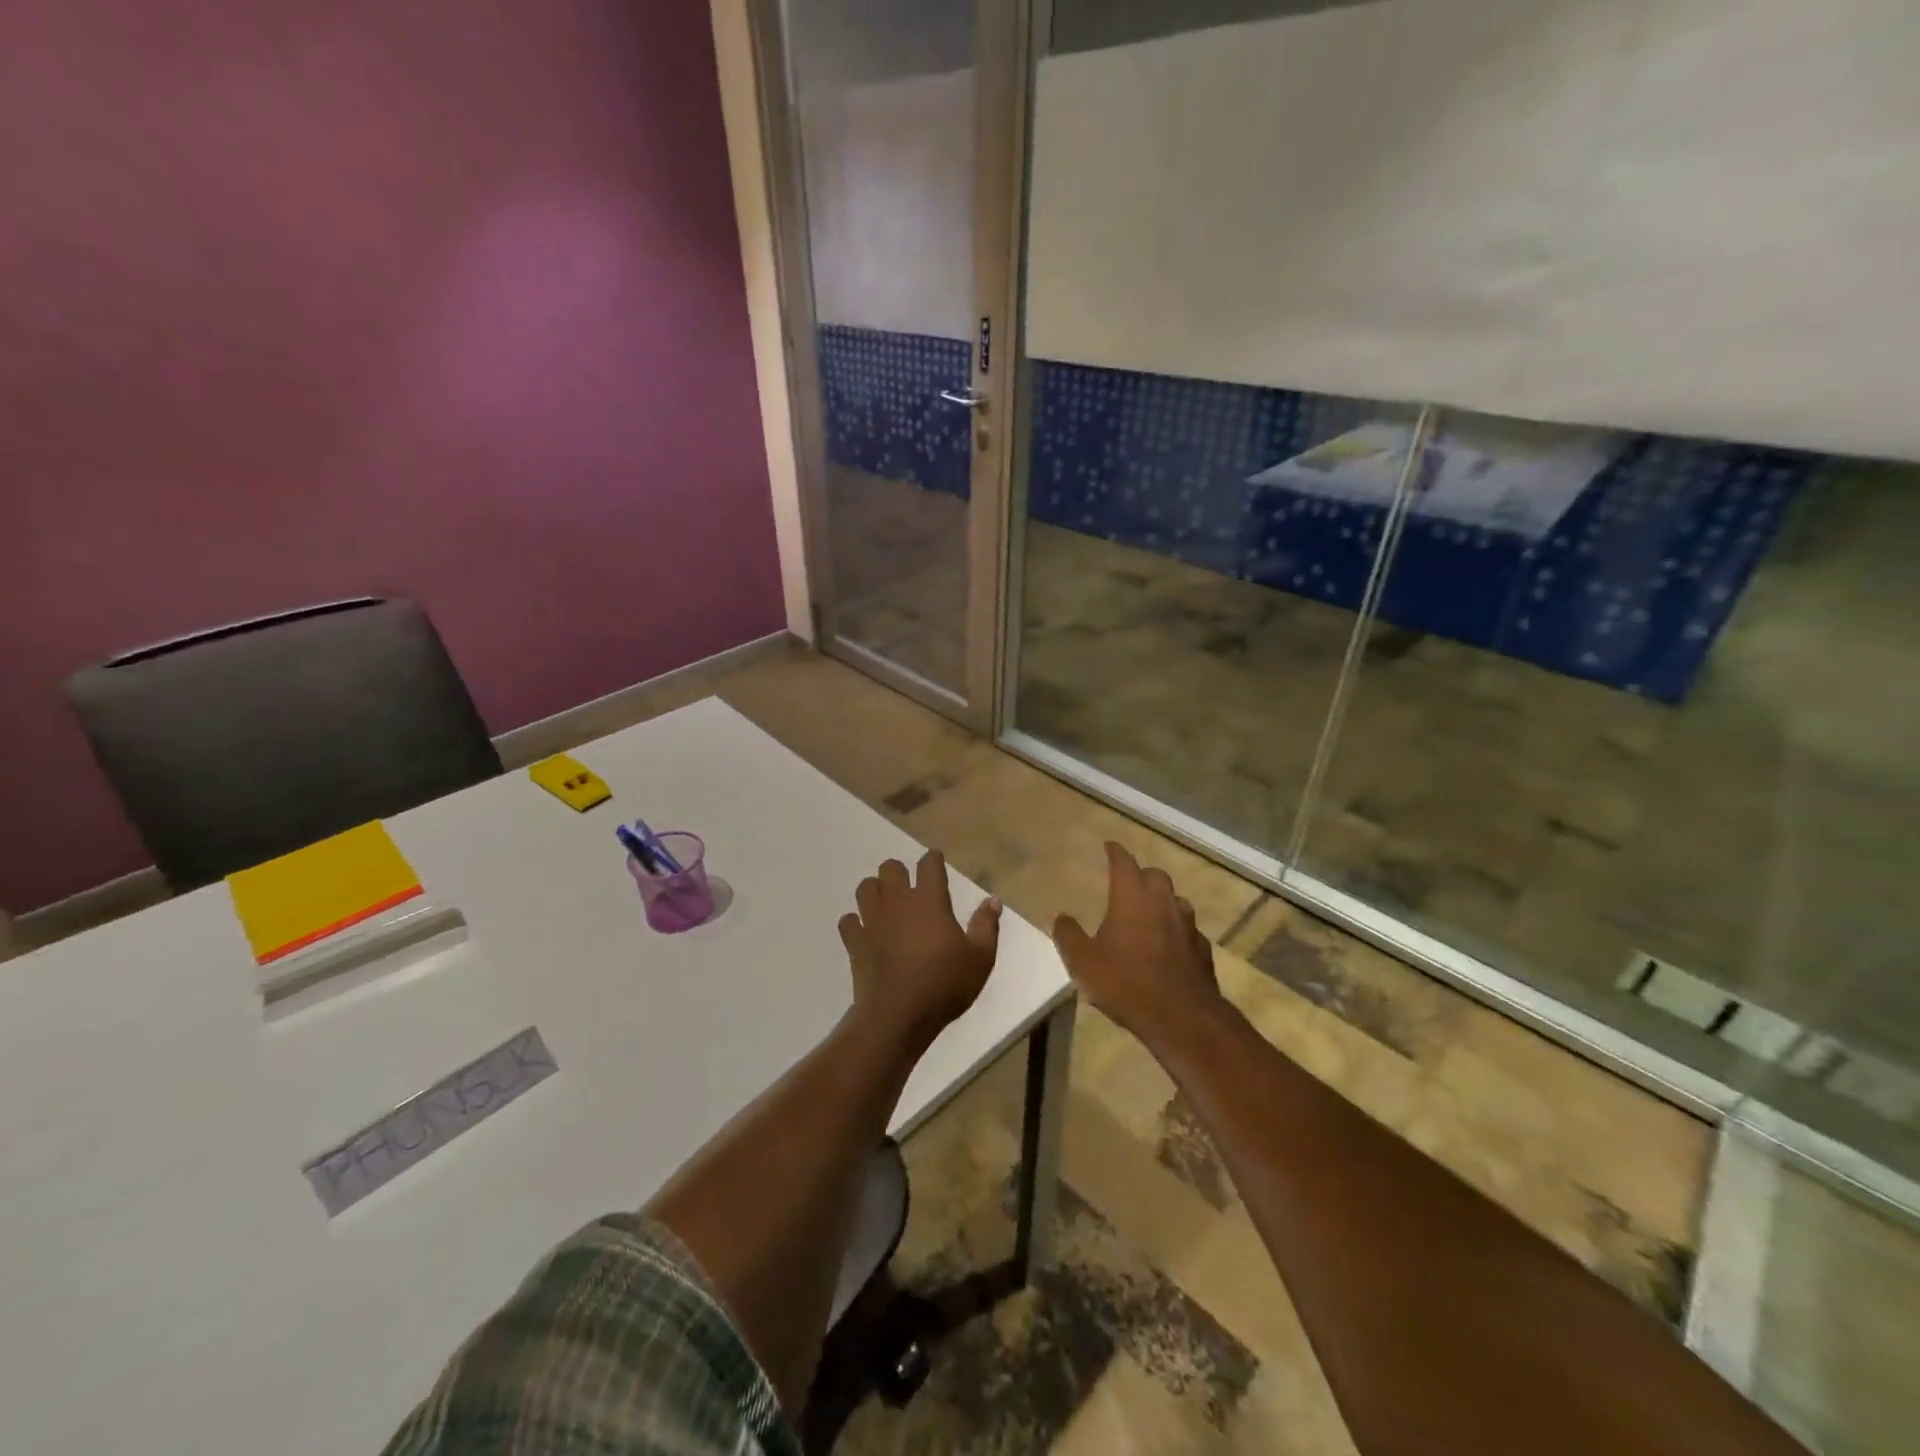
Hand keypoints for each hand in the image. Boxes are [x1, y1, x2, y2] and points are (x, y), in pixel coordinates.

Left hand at [840, 849, 1000, 1052]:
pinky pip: (848, 920)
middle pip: (890, 868)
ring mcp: (872, 920)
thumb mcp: (980, 958)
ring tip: (887, 906)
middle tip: (910, 889)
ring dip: (875, 891)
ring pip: (865, 888)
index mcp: (929, 900)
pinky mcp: (854, 942)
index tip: (935, 861)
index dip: (933, 859)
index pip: (928, 864)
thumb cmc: (944, 985)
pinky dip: (855, 922)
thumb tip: (992, 900)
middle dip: (899, 872)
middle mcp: (898, 902)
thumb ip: (986, 926)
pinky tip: (866, 932)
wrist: (898, 1016)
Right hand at [1052, 842, 1222, 1043]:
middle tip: (1127, 882)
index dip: (1115, 852)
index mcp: (1133, 897)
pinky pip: (1188, 930)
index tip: (1109, 845)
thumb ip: (1068, 935)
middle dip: (1141, 874)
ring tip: (1148, 913)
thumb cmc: (1126, 982)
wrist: (1181, 1018)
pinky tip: (1168, 945)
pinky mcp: (1202, 950)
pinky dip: (1176, 930)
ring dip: (1162, 901)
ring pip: (1176, 901)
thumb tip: (1058, 916)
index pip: (1124, 862)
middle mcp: (1163, 903)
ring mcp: (1187, 925)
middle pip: (1155, 875)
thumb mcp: (1083, 961)